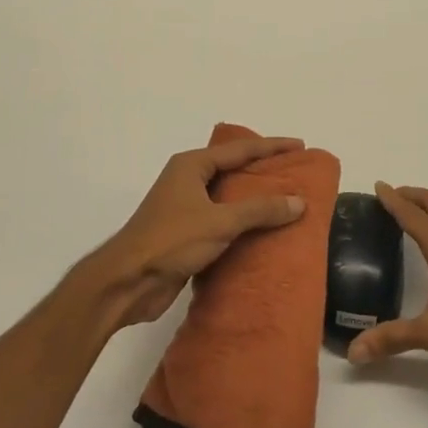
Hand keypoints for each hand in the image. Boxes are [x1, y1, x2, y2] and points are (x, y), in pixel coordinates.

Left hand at [73, 137, 308, 331]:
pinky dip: (242, 223)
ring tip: (287, 201)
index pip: (239, 149)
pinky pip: (222, 220)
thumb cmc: (171, 241)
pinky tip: (264, 232)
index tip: (299, 145)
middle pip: (232, 169)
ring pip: (227, 197)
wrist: (128, 282)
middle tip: (295, 172)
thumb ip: (260, 210)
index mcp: (192, 166)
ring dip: (253, 200)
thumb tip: (299, 202)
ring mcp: (184, 207)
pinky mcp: (185, 234)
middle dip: (262, 170)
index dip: (271, 146)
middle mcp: (187, 180)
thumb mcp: (220, 221)